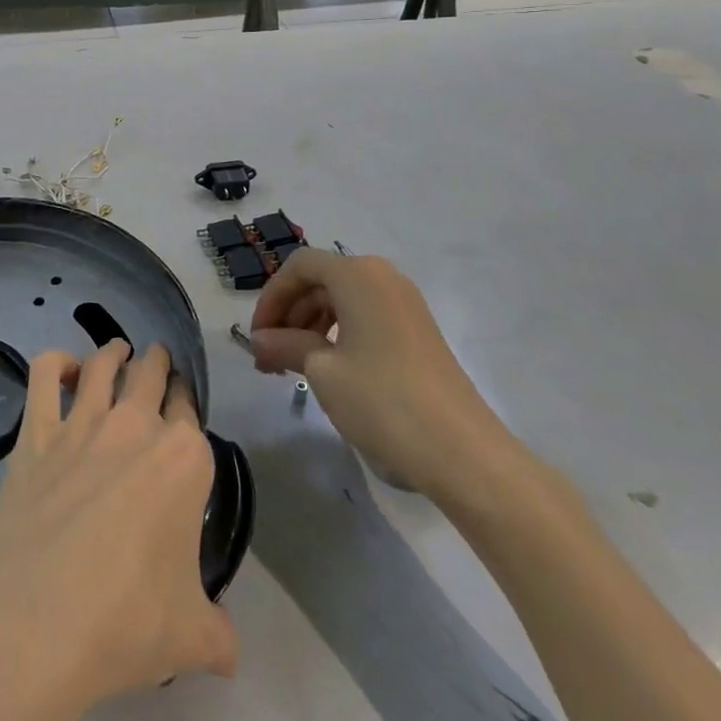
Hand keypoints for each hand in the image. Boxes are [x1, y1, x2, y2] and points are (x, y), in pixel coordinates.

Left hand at [0, 340, 235, 720]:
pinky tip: (64, 368)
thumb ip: (218, 633)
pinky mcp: (37, 429)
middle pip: (152, 373)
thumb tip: (228, 649)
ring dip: (115, 352)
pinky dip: (57, 361)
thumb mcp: (191, 637)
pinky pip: (45, 373)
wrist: (37, 617)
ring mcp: (83, 422)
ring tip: (119, 350)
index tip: (183, 407)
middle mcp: (136, 425)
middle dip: (158, 363)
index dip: (186, 405)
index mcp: (184, 458)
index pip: (190, 411)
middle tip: (157, 362)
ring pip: (104, 363)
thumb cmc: (126, 620)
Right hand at [248, 250, 515, 503]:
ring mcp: (405, 304)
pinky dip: (338, 335)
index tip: (256, 337)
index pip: (299, 267)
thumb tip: (259, 341)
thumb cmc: (383, 400)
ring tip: (292, 367)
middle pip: (320, 281)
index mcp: (357, 274)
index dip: (271, 297)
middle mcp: (382, 277)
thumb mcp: (322, 371)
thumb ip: (285, 346)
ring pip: (341, 300)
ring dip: (310, 327)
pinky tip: (327, 369)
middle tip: (269, 356)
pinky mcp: (418, 331)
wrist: (464, 453)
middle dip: (289, 315)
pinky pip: (365, 317)